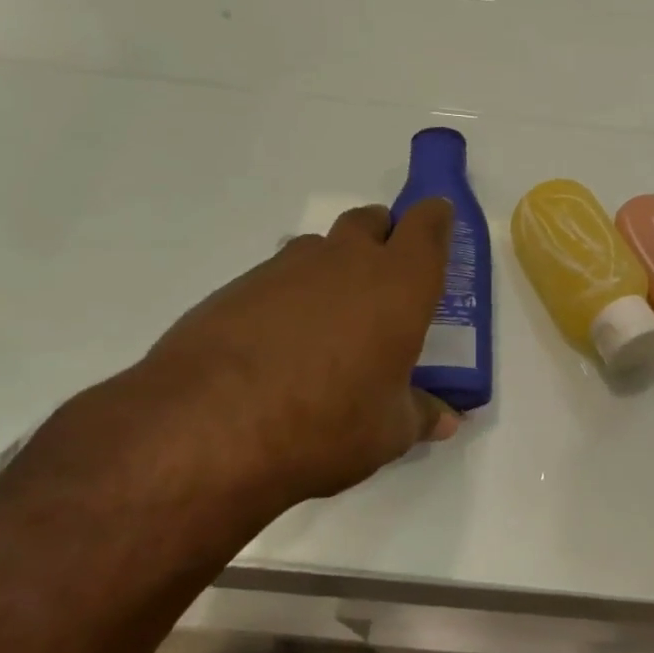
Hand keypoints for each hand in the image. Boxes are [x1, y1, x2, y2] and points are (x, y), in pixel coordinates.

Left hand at [117, 200, 459, 519]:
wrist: (207, 428)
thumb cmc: (326, 423)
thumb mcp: (388, 433)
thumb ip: (421, 415)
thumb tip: (447, 420)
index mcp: (399, 284)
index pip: (428, 225)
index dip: (436, 220)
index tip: (440, 226)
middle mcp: (347, 262)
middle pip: (371, 221)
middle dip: (384, 236)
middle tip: (387, 280)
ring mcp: (287, 269)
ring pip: (321, 247)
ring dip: (334, 267)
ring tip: (331, 321)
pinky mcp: (237, 288)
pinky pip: (278, 276)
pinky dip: (290, 296)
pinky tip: (280, 343)